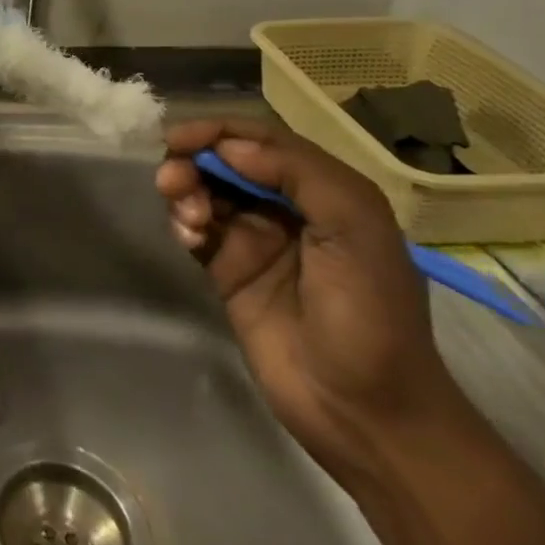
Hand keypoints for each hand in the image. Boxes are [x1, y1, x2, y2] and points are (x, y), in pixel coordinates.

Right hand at [157, 118, 476, 483]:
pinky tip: (188, 238)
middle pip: (225, 161)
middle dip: (194, 160)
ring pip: (205, 192)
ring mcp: (255, 240)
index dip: (219, 130)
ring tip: (188, 217)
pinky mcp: (228, 271)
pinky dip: (183, 222)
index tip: (181, 137)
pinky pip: (195, 229)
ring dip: (185, 191)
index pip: (263, 140)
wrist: (365, 413)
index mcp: (325, 191)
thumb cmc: (370, 315)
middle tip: (173, 179)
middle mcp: (287, 208)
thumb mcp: (355, 230)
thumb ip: (298, 174)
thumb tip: (227, 147)